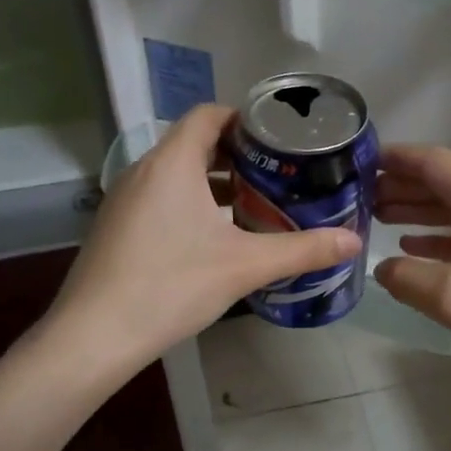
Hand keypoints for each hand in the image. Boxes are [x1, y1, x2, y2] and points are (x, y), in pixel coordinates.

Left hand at [51, 104, 361, 371]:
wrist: (94, 335)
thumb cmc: (171, 285)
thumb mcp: (245, 266)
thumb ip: (302, 250)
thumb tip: (355, 242)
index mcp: (172, 163)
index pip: (208, 115)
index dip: (245, 119)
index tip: (279, 140)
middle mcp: (143, 171)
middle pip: (195, 144)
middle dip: (238, 156)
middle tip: (278, 176)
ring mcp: (124, 200)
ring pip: (177, 174)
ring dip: (214, 184)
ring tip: (255, 206)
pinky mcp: (116, 227)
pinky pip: (160, 198)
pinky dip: (190, 204)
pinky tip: (215, 240)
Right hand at [373, 144, 450, 392]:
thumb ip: (407, 278)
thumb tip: (382, 268)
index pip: (432, 161)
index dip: (394, 159)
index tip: (358, 162)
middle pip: (443, 181)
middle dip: (401, 185)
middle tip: (359, 197)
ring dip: (418, 210)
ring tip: (379, 218)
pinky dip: (441, 234)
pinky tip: (416, 247)